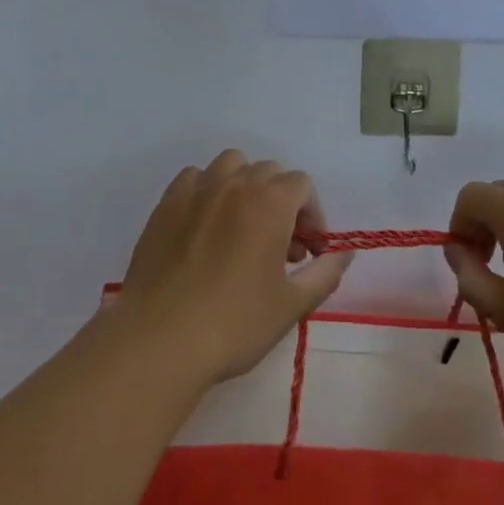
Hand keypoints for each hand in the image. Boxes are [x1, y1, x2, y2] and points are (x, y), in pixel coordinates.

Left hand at [119, 149, 351, 387]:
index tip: (308, 253)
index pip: (302, 185)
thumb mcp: (291, 305)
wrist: (159, 340)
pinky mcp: (165, 204)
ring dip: (245, 185)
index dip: (313, 215)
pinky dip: (207, 190)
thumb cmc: (233, 324)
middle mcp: (235, 184)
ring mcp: (196, 190)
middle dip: (283, 203)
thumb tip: (344, 253)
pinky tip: (206, 225)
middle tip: (279, 248)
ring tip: (243, 226)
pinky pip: (194, 178)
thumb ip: (325, 273)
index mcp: (270, 203)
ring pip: (231, 164)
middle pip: (270, 172)